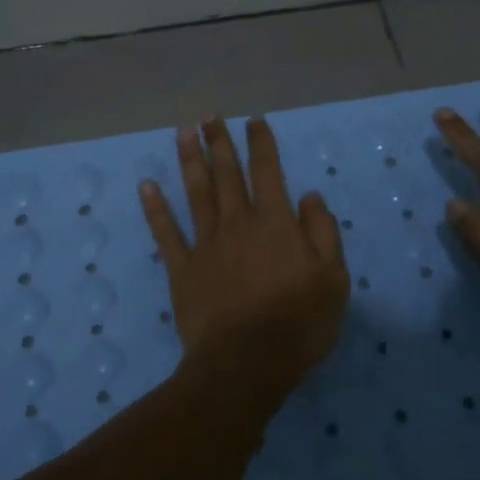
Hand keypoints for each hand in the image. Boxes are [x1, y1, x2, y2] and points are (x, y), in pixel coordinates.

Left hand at [139, 117, 350, 394]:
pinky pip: (166, 232)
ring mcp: (206, 244)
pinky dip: (155, 208)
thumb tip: (309, 197)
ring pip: (196, 193)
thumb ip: (322, 233)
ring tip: (183, 132)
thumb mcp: (333, 280)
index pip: (268, 172)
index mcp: (275, 223)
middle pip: (227, 174)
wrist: (246, 363)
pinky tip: (147, 186)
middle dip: (219, 142)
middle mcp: (237, 223)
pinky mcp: (182, 269)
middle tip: (209, 116)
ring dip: (189, 160)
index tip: (253, 121)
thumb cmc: (298, 324)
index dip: (261, 144)